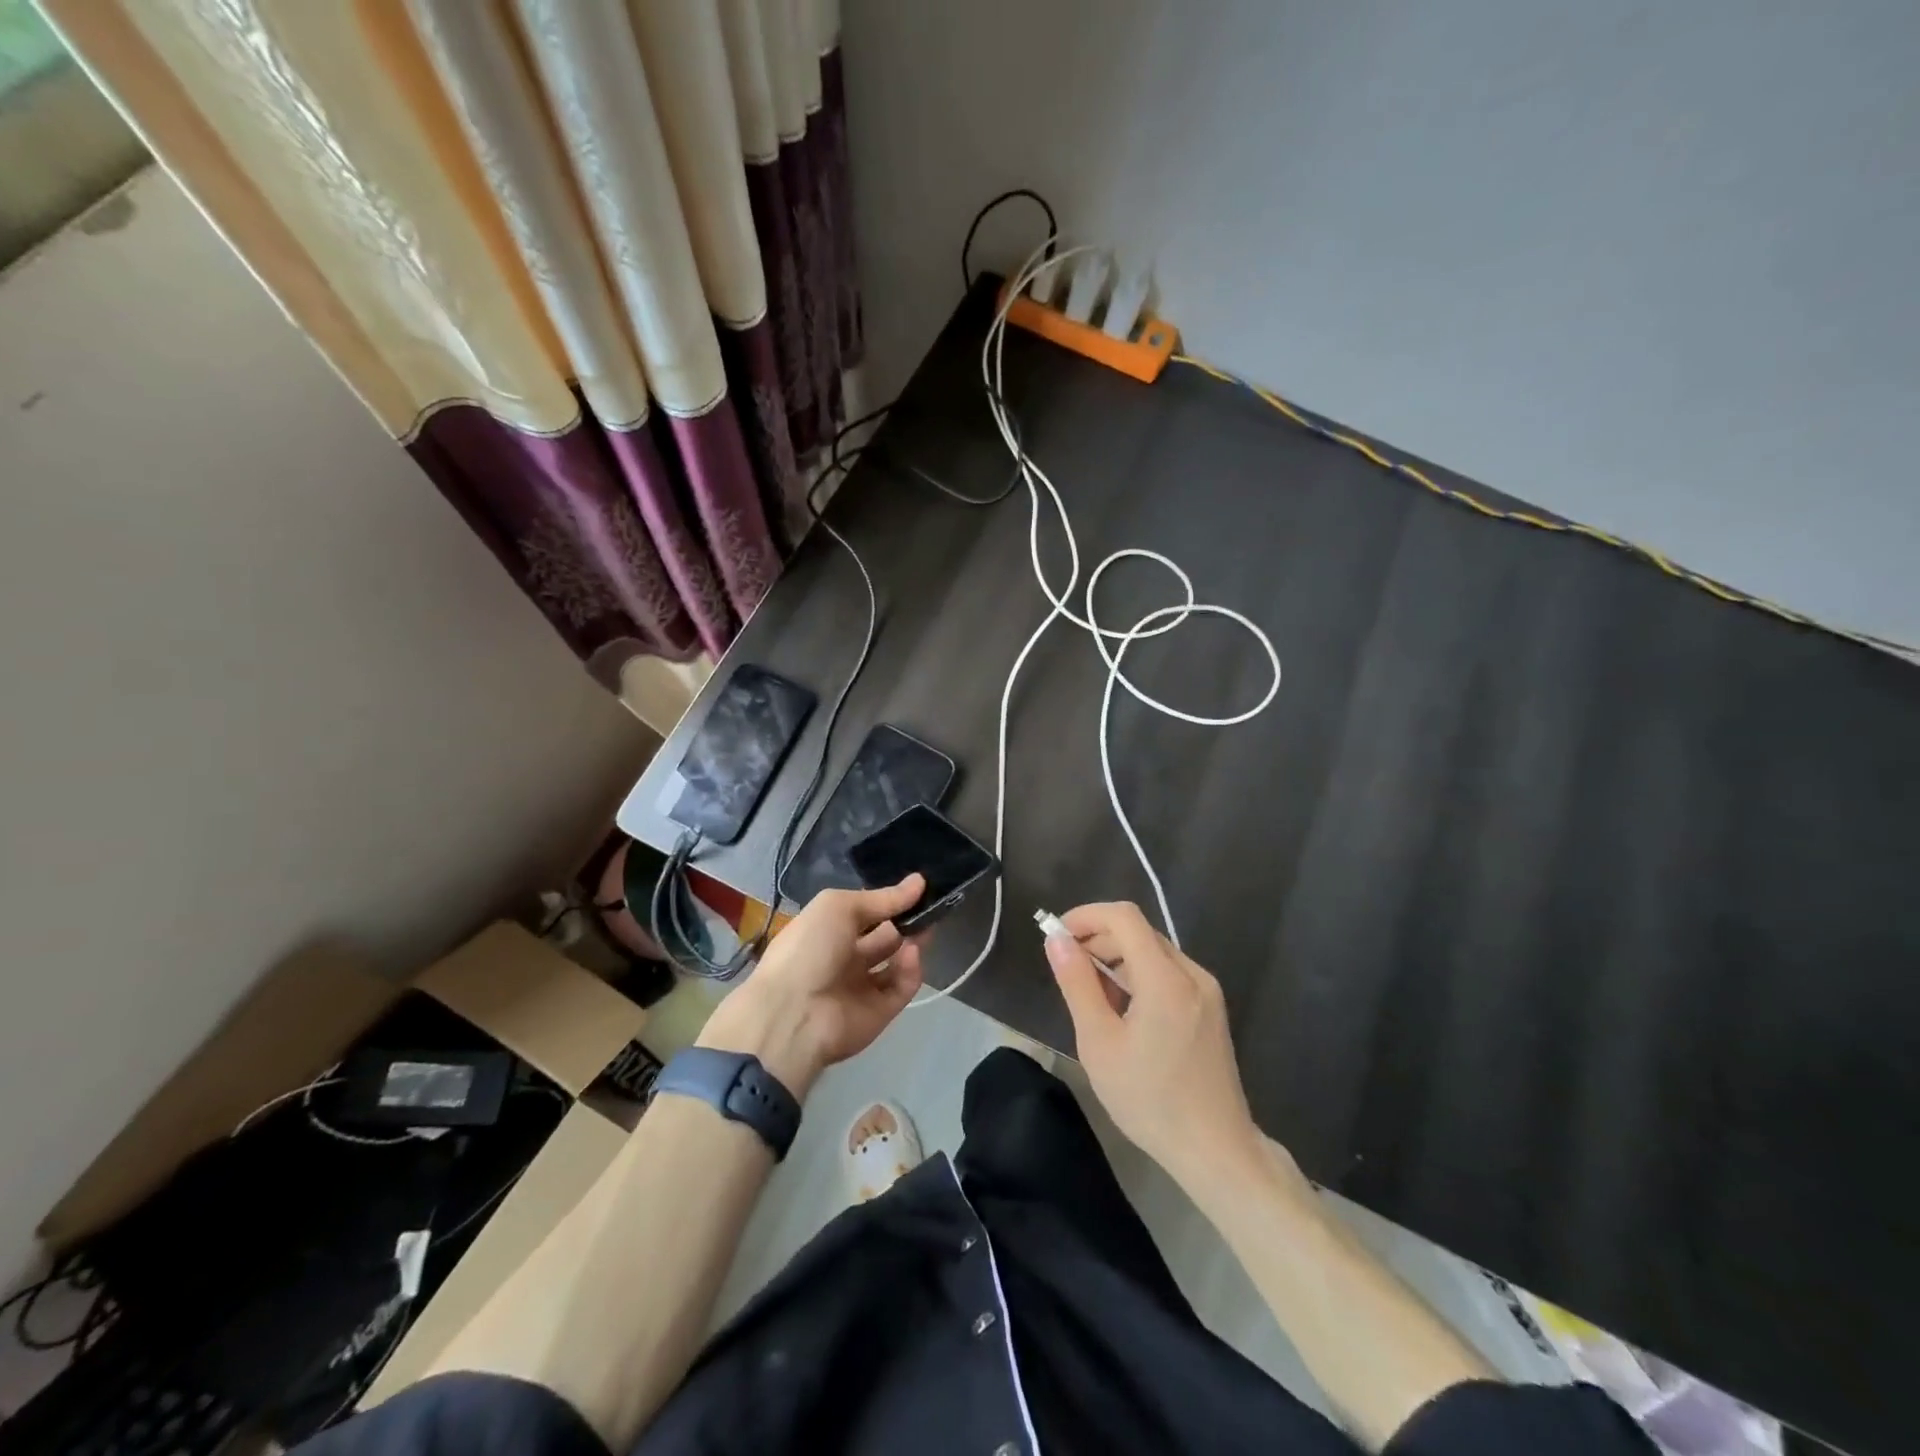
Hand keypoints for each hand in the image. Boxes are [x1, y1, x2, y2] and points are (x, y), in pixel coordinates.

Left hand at [697, 875, 925, 1098]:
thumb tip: (919, 881)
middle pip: (884, 937)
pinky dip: (911, 970)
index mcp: (828, 931)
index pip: (865, 913)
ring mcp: (862, 987)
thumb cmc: (810, 949)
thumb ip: (881, 897)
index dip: (889, 901)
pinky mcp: (879, 1013)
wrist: (794, 1014)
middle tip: (930, 908)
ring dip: (912, 944)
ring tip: (926, 929)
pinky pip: (902, 987)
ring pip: (896, 962)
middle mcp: (844, 958)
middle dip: (906, 922)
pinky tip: (912, 954)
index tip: (918, 888)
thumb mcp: (839, 907)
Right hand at [1046, 902, 1261, 1185]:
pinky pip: (1169, 974)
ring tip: (1090, 996)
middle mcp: (1191, 973)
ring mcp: (1206, 991)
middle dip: (1098, 939)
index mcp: (1165, 979)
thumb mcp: (1099, 1043)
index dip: (1086, 916)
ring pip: (1153, 952)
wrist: (1216, 1150)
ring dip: (1117, 959)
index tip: (1057, 936)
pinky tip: (1122, 1011)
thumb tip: (1057, 940)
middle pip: (1139, 932)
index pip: (1124, 917)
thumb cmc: (1149, 1100)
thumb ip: (1077, 984)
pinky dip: (1139, 976)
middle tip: (1067, 969)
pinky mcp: (1210, 1008)